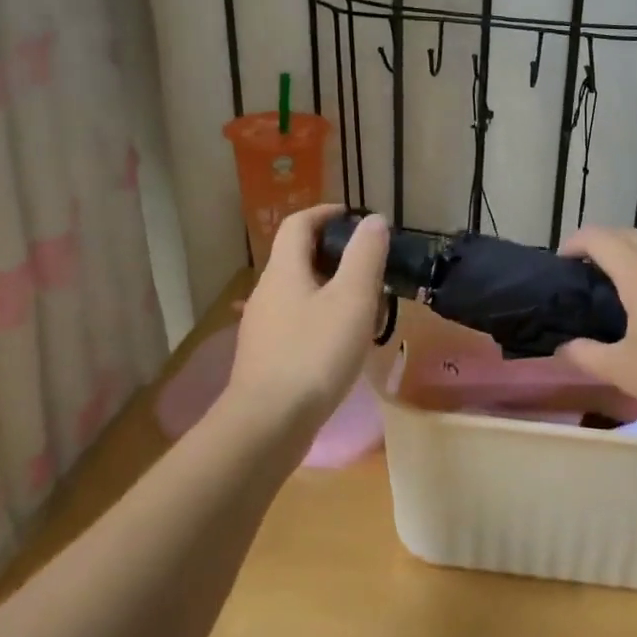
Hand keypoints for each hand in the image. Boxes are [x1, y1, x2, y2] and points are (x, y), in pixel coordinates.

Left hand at [223, 205, 388, 437]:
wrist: (268, 423)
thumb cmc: (314, 353)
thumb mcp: (351, 300)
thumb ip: (365, 256)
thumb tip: (374, 220)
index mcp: (283, 270)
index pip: (299, 224)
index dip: (325, 213)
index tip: (354, 217)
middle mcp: (266, 292)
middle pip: (297, 257)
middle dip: (333, 251)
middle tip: (369, 263)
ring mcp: (263, 326)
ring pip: (298, 291)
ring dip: (329, 286)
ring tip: (363, 302)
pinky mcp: (266, 355)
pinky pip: (296, 320)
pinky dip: (321, 315)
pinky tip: (341, 340)